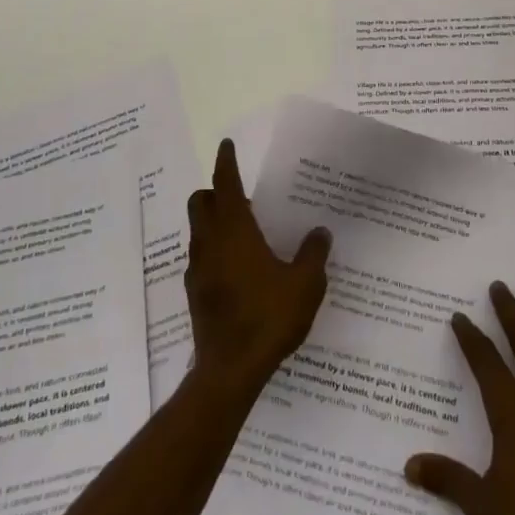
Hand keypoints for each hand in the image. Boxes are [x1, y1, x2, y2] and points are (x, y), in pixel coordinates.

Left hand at [184, 140, 330, 396]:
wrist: (230, 370)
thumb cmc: (269, 318)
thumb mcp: (305, 284)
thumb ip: (313, 254)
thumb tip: (320, 232)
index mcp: (234, 231)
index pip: (225, 184)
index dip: (225, 162)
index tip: (226, 145)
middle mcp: (210, 242)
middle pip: (201, 202)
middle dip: (215, 190)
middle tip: (242, 196)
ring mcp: (197, 268)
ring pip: (198, 229)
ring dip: (214, 220)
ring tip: (244, 232)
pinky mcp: (195, 292)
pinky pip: (201, 256)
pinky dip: (214, 248)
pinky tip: (237, 268)